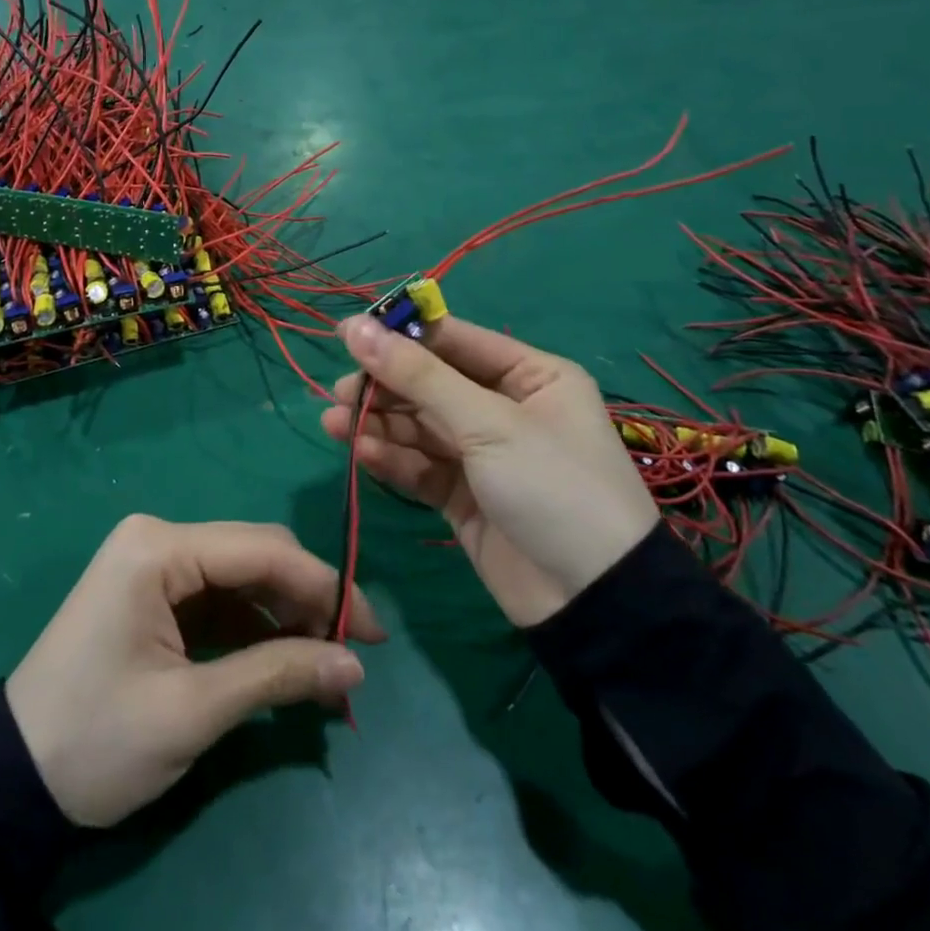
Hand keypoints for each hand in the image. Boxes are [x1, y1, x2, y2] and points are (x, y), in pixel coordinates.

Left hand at [5, 516, 383, 827]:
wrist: (12, 778)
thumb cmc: (98, 740)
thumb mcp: (192, 711)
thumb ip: (277, 675)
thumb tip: (355, 665)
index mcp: (158, 548)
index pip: (262, 550)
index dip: (326, 586)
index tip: (373, 633)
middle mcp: (157, 539)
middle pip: (254, 554)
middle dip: (308, 599)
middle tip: (354, 653)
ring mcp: (152, 564)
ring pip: (241, 576)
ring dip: (285, 615)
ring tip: (326, 666)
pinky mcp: (152, 593)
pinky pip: (218, 598)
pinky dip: (255, 627)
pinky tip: (285, 660)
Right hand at [320, 314, 657, 628]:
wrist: (594, 603)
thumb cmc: (553, 487)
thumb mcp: (488, 423)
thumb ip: (417, 376)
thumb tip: (354, 327)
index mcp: (529, 375)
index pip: (453, 341)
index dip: (400, 335)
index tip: (346, 334)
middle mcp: (504, 407)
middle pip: (430, 383)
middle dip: (385, 386)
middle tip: (341, 392)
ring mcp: (482, 453)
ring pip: (418, 425)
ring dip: (378, 423)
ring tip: (335, 422)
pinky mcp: (462, 494)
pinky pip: (419, 465)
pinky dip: (391, 458)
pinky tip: (362, 453)